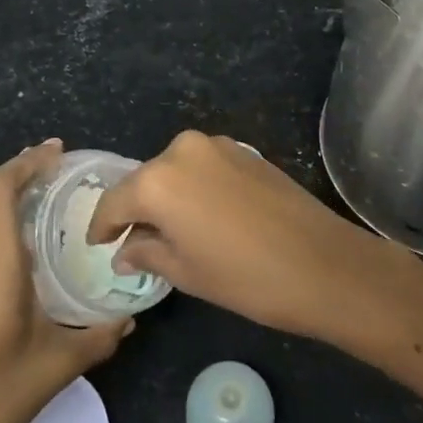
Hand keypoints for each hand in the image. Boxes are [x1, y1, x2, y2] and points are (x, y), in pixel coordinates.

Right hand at [85, 131, 422, 343]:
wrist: (323, 263)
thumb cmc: (245, 277)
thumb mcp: (187, 272)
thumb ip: (146, 252)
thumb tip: (124, 251)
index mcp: (158, 180)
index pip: (115, 201)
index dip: (103, 226)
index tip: (98, 244)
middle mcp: (181, 150)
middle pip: (145, 180)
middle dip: (137, 209)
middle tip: (135, 242)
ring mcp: (216, 145)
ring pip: (175, 170)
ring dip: (168, 196)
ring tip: (173, 231)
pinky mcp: (243, 150)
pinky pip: (203, 166)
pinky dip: (194, 187)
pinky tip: (205, 216)